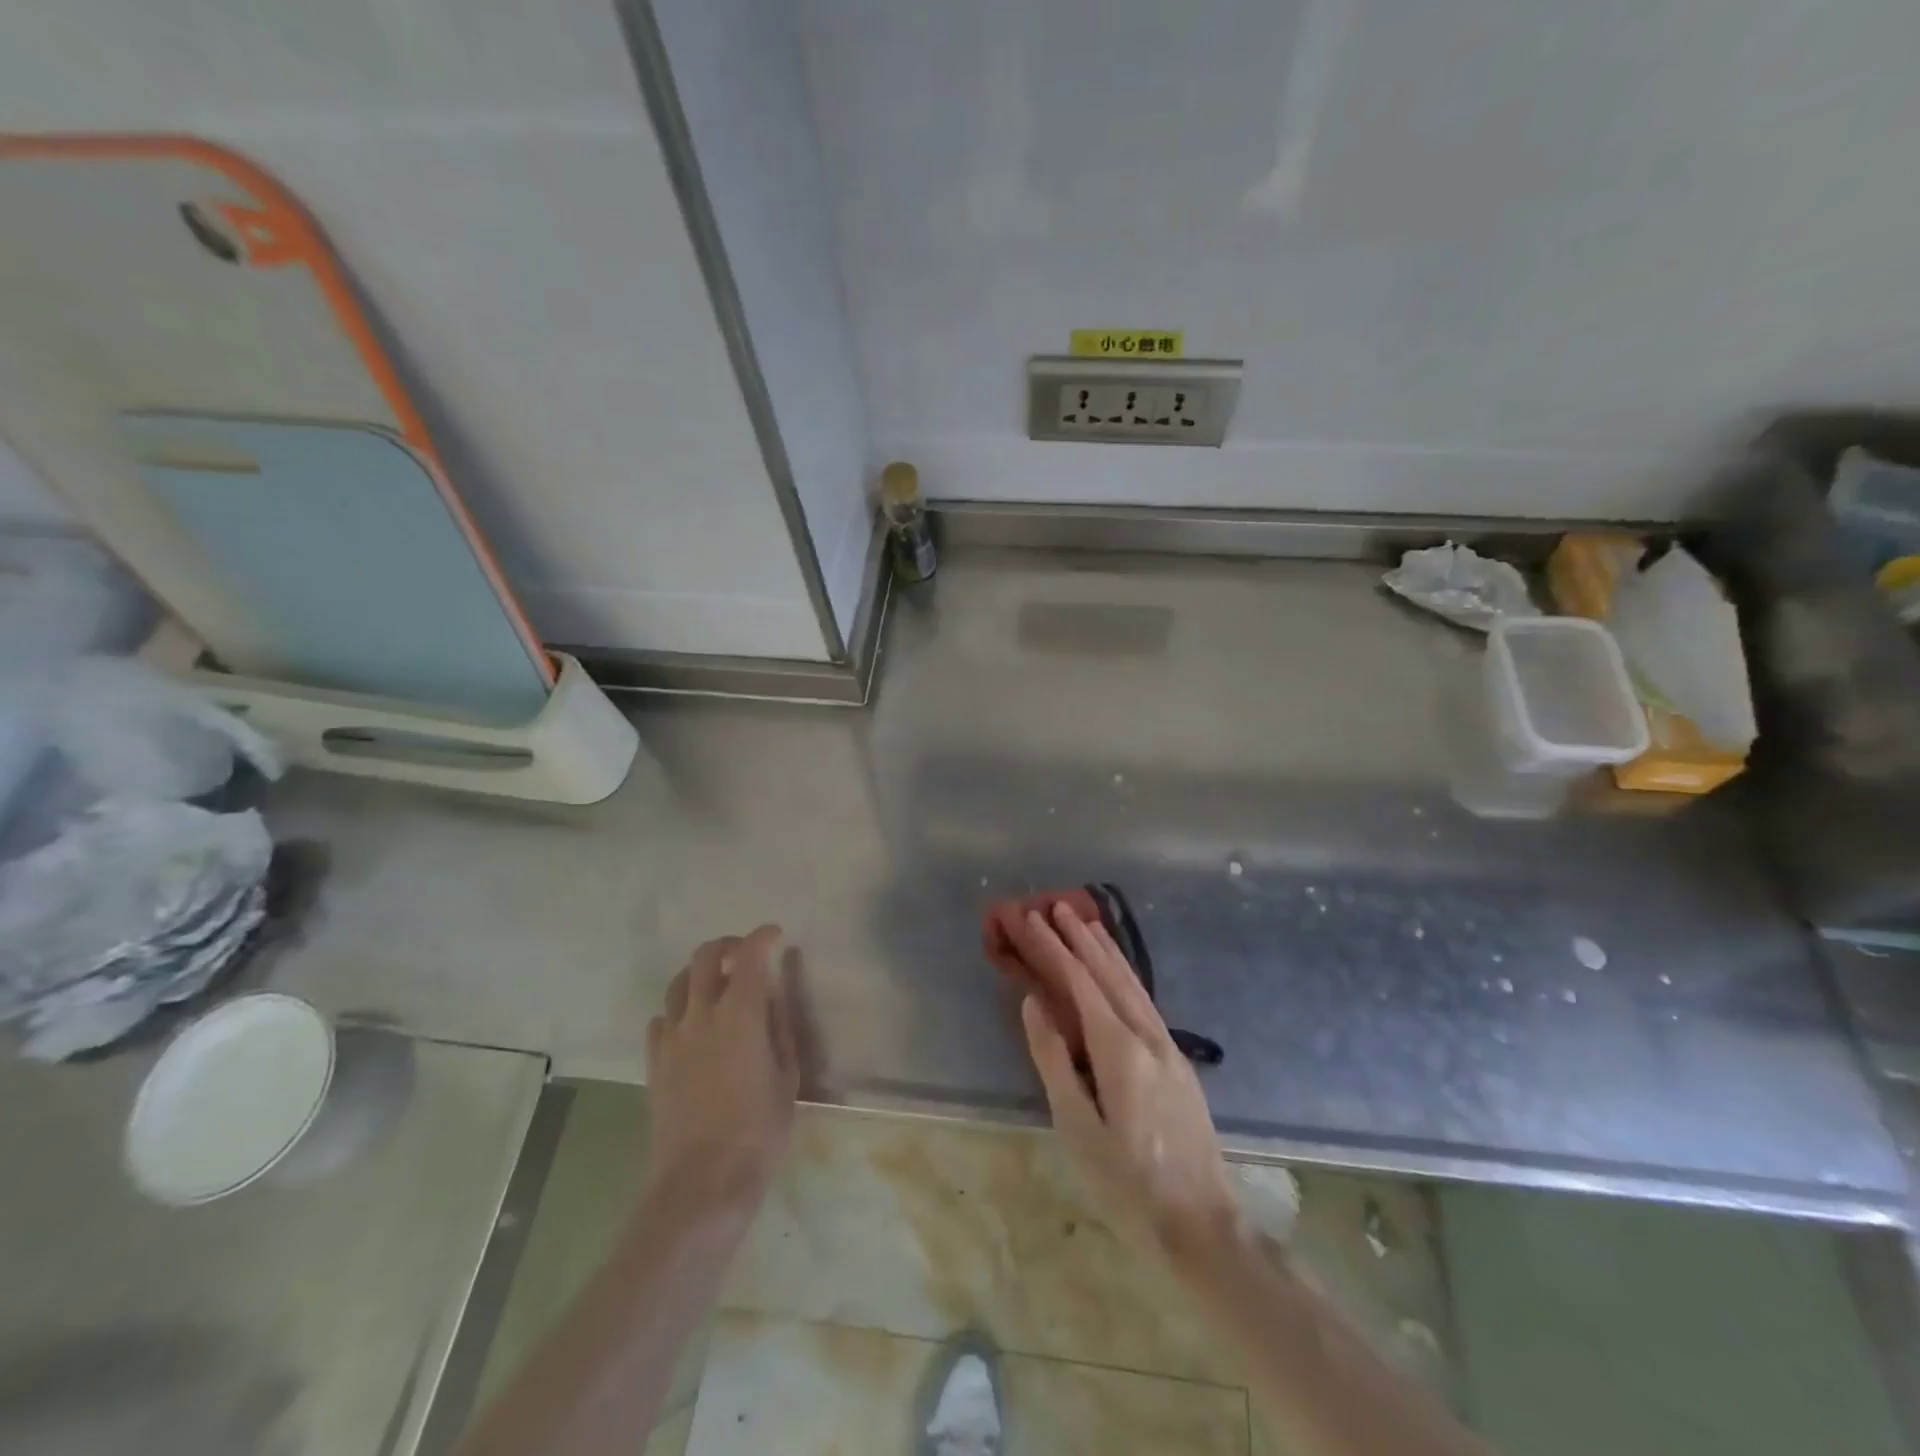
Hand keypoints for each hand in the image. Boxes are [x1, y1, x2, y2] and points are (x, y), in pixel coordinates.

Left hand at [644, 926, 798, 1229]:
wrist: (701, 1184)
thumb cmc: (759, 1131)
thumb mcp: (787, 1076)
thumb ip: (780, 1027)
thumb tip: (772, 996)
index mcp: (741, 1013)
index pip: (749, 954)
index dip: (763, 937)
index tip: (776, 935)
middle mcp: (701, 1014)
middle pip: (704, 957)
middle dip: (727, 945)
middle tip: (744, 953)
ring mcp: (672, 1038)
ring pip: (678, 983)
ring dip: (700, 973)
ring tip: (717, 985)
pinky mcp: (654, 1063)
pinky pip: (661, 1020)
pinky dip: (679, 1010)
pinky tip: (692, 1026)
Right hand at [1015, 903, 1241, 1264]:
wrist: (1203, 1224)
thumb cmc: (1127, 1182)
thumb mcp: (1077, 1127)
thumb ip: (1054, 1060)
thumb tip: (1034, 1003)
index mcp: (1120, 1049)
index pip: (1079, 983)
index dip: (1053, 948)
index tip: (1031, 919)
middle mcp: (1148, 1035)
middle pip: (1108, 974)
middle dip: (1079, 938)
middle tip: (1055, 906)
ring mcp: (1168, 1046)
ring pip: (1132, 983)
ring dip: (1106, 949)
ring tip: (1086, 922)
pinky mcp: (1178, 1061)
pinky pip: (1145, 1000)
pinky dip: (1126, 973)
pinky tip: (1120, 972)